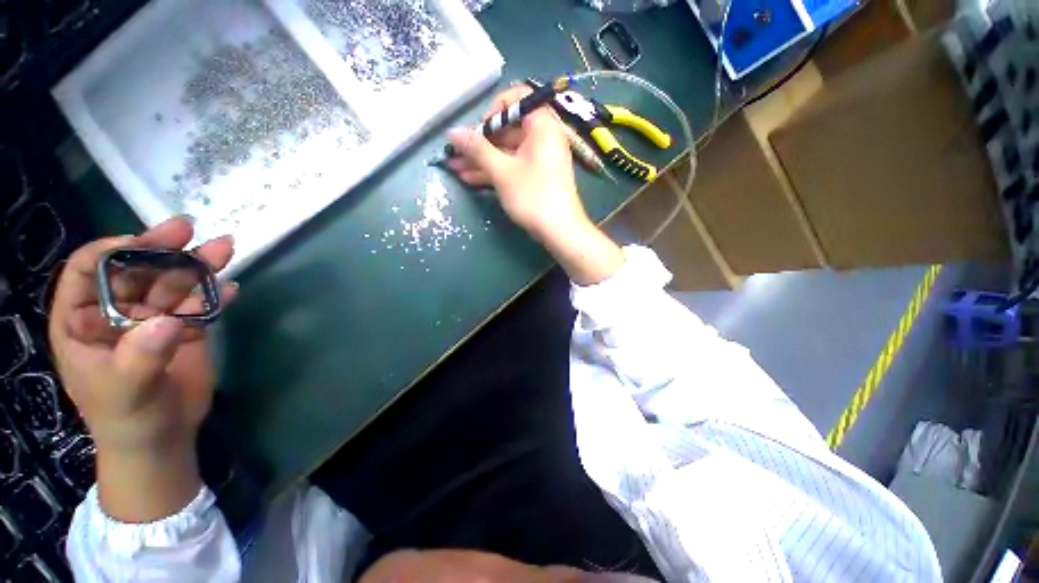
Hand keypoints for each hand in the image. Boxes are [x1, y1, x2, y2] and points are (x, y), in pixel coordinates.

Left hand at [49, 216, 235, 520]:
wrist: (162, 439)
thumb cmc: (127, 419)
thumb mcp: (125, 392)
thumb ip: (140, 356)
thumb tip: (168, 322)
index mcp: (82, 322)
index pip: (85, 273)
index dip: (109, 252)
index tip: (140, 243)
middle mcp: (115, 313)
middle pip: (136, 271)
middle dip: (160, 249)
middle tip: (188, 228)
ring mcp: (152, 321)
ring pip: (173, 285)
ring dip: (197, 266)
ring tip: (224, 248)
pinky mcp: (184, 330)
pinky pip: (200, 306)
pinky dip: (217, 296)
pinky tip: (233, 288)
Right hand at [447, 86, 624, 284]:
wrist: (560, 231)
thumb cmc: (533, 196)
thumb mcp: (502, 172)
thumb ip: (478, 149)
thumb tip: (452, 132)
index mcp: (542, 126)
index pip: (518, 99)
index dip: (495, 110)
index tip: (479, 129)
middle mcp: (542, 138)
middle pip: (507, 130)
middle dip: (479, 142)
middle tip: (456, 153)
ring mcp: (539, 159)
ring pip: (506, 152)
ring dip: (481, 160)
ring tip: (454, 168)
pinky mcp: (535, 177)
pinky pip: (512, 167)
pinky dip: (493, 171)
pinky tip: (469, 178)